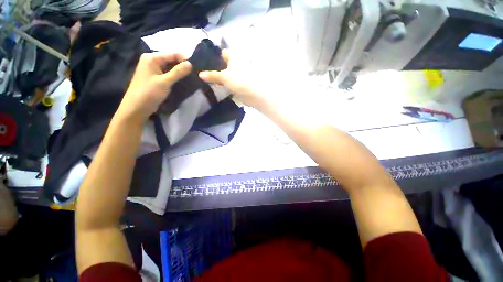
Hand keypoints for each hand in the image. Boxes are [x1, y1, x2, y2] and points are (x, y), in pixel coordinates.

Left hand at [117, 52, 191, 121]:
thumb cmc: (149, 93)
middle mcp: (152, 60)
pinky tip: (183, 81)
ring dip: (180, 72)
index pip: (173, 53)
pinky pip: (168, 73)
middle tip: (195, 74)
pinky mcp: (155, 77)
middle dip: (183, 66)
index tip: (196, 69)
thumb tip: (191, 64)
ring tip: (191, 78)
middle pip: (172, 59)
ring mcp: (153, 69)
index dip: (185, 60)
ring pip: (171, 67)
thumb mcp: (165, 82)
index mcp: (152, 57)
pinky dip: (176, 76)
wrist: (137, 107)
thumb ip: (178, 72)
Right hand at [199, 50, 265, 107]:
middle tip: (202, 72)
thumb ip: (212, 75)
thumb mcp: (223, 77)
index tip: (203, 61)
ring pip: (226, 74)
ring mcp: (238, 75)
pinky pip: (229, 83)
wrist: (253, 94)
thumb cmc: (239, 80)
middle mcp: (236, 64)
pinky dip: (224, 84)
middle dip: (215, 68)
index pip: (222, 53)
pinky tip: (216, 87)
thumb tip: (200, 74)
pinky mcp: (239, 84)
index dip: (213, 56)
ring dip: (219, 77)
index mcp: (233, 57)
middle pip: (224, 65)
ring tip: (207, 80)